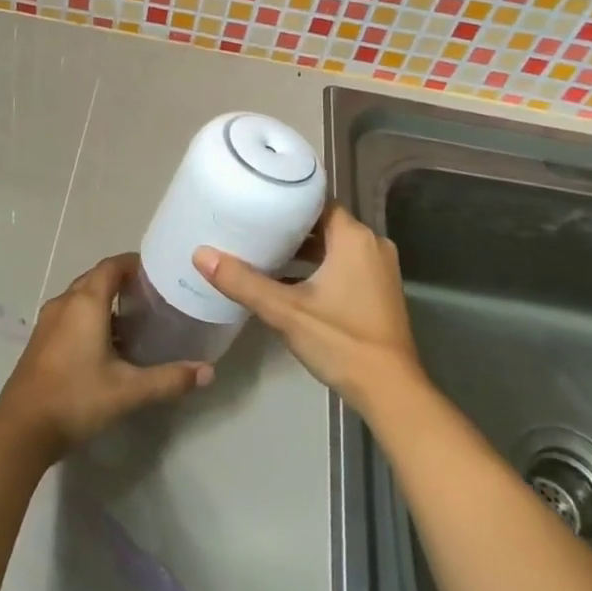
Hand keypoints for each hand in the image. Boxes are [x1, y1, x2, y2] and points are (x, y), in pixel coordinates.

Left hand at [0, 254, 211, 458]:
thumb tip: (208, 372)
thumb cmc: (76, 399)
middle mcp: (64, 303)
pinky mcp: (40, 341)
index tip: (158, 273)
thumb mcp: (128, 390)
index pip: (112, 266)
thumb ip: (169, 379)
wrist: (20, 431)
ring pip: (81, 298)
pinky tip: (107, 345)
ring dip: (106, 302)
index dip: (134, 264)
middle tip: (152, 297)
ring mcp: (48, 322)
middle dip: (123, 282)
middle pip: (96, 279)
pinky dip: (90, 318)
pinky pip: (70, 315)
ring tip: (135, 320)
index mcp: (85, 303)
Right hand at [192, 204, 421, 412]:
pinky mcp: (379, 290)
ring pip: (335, 246)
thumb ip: (243, 282)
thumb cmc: (340, 341)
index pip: (317, 202)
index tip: (258, 200)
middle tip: (253, 226)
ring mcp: (379, 268)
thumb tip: (201, 255)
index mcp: (354, 238)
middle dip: (290, 227)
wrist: (391, 391)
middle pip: (324, 223)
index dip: (288, 199)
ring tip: (265, 251)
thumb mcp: (286, 311)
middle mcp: (372, 245)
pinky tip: (289, 281)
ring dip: (304, 250)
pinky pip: (345, 264)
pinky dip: (320, 267)